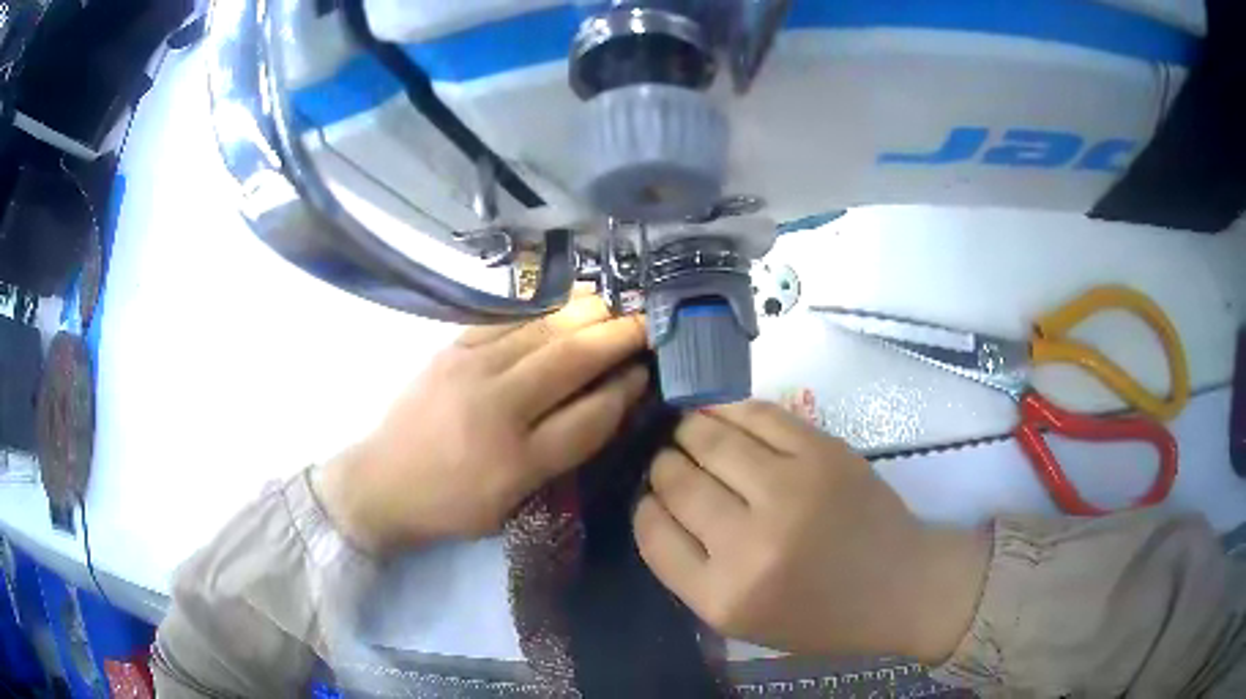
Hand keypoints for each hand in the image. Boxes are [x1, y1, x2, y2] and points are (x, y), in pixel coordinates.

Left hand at [318, 297, 647, 554]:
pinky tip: (565, 305)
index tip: (645, 372)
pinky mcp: (450, 349)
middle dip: (618, 337)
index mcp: (516, 461)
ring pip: (543, 330)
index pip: (590, 416)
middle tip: (646, 323)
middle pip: (571, 360)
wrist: (381, 482)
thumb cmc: (451, 505)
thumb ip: (561, 456)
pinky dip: (544, 310)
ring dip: (586, 314)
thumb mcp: (512, 504)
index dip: (625, 389)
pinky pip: (508, 320)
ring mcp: (470, 369)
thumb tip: (606, 404)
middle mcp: (497, 407)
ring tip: (614, 306)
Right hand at [633, 401, 989, 662]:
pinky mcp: (822, 452)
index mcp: (724, 597)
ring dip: (688, 430)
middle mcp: (751, 545)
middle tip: (671, 461)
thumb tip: (657, 500)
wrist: (899, 584)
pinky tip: (721, 414)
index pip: (652, 531)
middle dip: (664, 465)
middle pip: (676, 480)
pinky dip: (727, 409)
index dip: (645, 505)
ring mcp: (790, 490)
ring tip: (690, 433)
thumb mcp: (740, 620)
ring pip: (707, 438)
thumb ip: (690, 569)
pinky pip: (755, 413)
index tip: (653, 496)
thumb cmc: (819, 614)